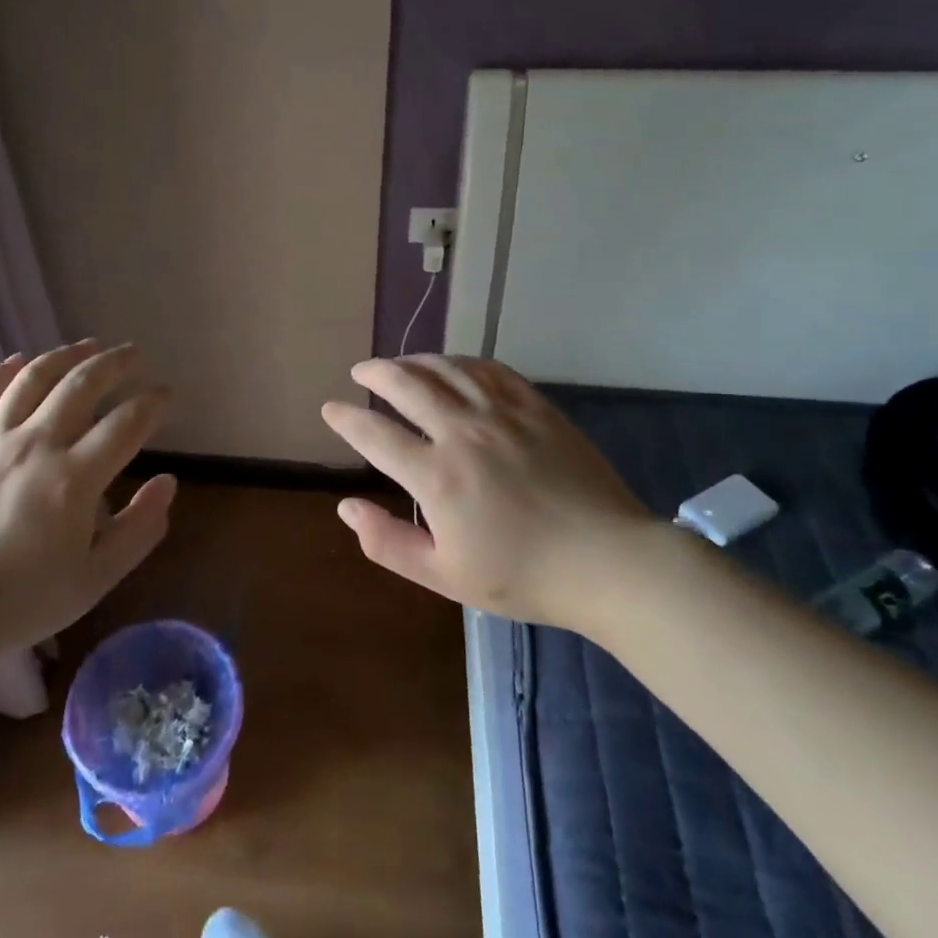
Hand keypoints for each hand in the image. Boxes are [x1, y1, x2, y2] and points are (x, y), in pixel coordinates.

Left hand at [0, 341, 175, 679]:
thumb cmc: (22, 602)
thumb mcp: (95, 580)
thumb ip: (139, 529)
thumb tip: (168, 482)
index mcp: (74, 479)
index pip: (126, 422)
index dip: (153, 402)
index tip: (166, 394)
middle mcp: (35, 445)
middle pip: (82, 384)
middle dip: (115, 363)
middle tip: (134, 355)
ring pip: (33, 377)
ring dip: (66, 355)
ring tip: (87, 345)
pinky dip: (0, 372)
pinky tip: (18, 361)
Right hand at [320, 356, 660, 630]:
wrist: (607, 562)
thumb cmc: (523, 576)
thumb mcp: (444, 575)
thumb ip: (388, 542)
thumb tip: (345, 507)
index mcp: (437, 476)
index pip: (375, 435)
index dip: (346, 420)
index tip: (330, 409)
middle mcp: (463, 433)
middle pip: (407, 385)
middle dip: (376, 373)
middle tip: (360, 370)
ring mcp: (501, 414)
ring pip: (446, 369)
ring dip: (414, 361)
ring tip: (398, 363)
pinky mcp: (535, 407)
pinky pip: (490, 370)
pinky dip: (462, 362)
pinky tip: (453, 365)